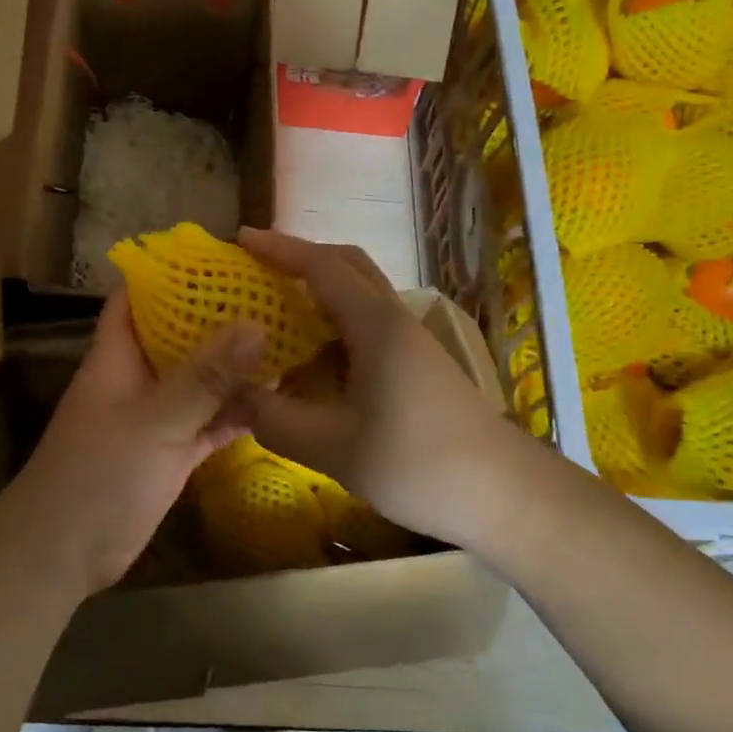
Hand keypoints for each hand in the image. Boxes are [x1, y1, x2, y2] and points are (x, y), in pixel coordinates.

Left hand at [0, 289, 265, 596]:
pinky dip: (238, 412)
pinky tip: (279, 399)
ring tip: (288, 338)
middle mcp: (138, 377)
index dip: (172, 273)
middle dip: (220, 316)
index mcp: (119, 355)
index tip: (222, 257)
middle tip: (273, 295)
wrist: (64, 554)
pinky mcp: (172, 451)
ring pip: (201, 379)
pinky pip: (211, 421)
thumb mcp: (155, 420)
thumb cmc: (98, 475)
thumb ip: (205, 376)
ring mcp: (157, 416)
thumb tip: (256, 322)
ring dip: (237, 365)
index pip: (139, 296)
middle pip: (180, 334)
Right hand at [236, 228, 529, 554]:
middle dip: (301, 258)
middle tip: (258, 268)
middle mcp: (394, 320)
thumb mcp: (332, 447)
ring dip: (319, 291)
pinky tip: (312, 359)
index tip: (242, 239)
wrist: (501, 493)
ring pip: (359, 296)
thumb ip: (274, 419)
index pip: (322, 267)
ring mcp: (409, 342)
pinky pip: (366, 326)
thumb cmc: (415, 463)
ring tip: (276, 310)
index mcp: (375, 325)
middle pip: (347, 266)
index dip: (280, 249)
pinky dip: (332, 325)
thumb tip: (231, 396)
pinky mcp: (416, 365)